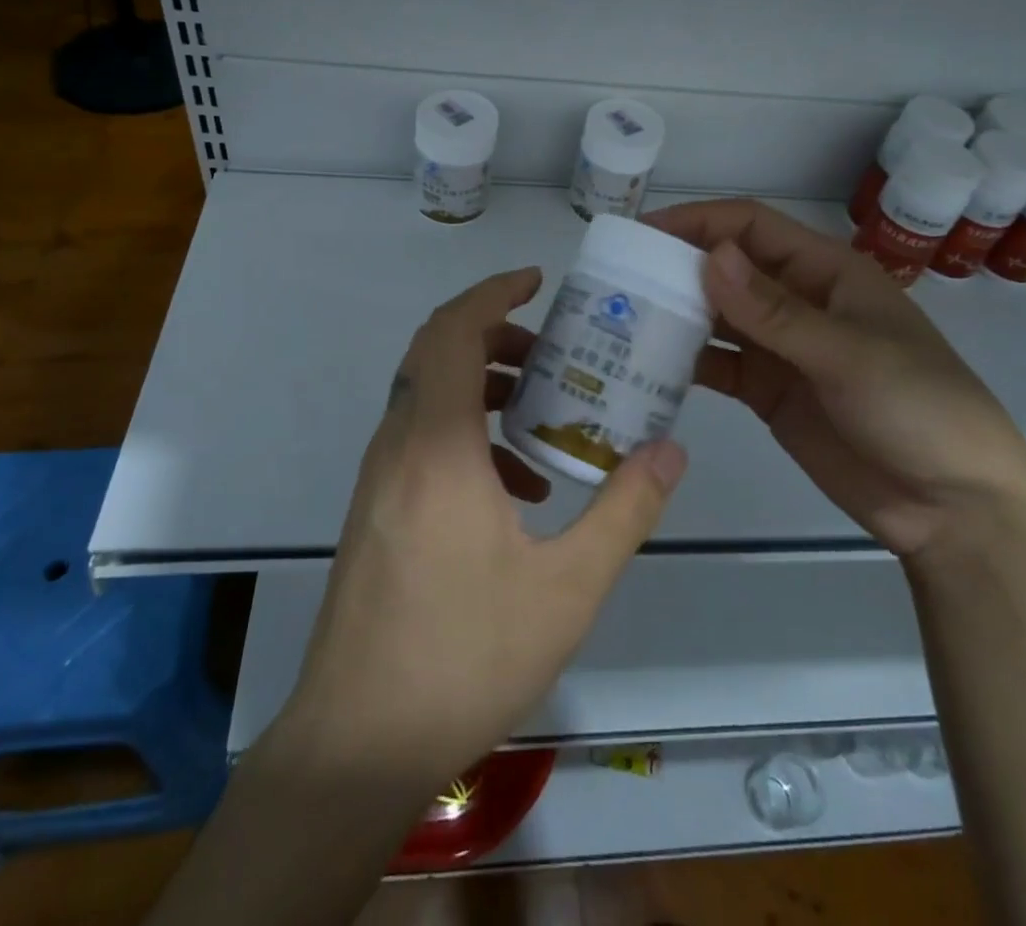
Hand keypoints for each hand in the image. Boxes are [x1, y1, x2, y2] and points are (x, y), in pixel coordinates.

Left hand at [279, 267, 688, 786]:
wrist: (357, 743)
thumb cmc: (464, 657)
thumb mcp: (567, 588)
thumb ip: (624, 510)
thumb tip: (669, 449)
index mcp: (437, 446)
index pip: (452, 332)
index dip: (491, 293)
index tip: (536, 282)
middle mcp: (398, 446)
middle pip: (437, 353)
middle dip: (496, 336)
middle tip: (552, 351)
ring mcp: (379, 478)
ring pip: (428, 395)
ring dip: (483, 386)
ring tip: (544, 415)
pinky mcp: (375, 509)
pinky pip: (422, 440)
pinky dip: (467, 434)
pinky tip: (516, 490)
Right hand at [647, 200, 1025, 557]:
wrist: (954, 507)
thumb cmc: (918, 409)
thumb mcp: (849, 354)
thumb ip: (775, 312)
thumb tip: (711, 257)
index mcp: (824, 272)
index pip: (749, 228)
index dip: (696, 223)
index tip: (640, 233)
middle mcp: (797, 301)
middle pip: (726, 269)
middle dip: (675, 268)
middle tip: (615, 280)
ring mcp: (781, 349)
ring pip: (716, 317)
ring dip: (674, 315)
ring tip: (619, 320)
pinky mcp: (769, 392)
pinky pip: (719, 366)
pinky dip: (685, 363)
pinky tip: (646, 367)